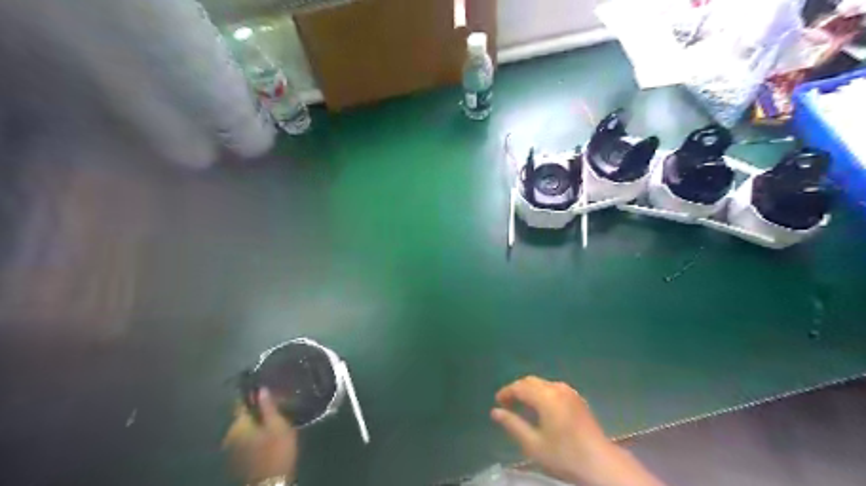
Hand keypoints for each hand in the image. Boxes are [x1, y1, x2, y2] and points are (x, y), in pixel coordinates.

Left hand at [222, 388, 297, 483]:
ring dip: (256, 421)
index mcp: (238, 424)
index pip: (240, 402)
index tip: (262, 384)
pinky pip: (245, 438)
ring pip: (244, 427)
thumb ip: (268, 406)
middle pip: (242, 414)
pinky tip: (268, 432)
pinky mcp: (238, 458)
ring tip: (274, 416)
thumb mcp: (277, 425)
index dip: (251, 392)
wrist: (271, 483)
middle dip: (256, 407)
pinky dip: (255, 433)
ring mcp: (232, 449)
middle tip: (275, 402)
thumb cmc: (276, 451)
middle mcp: (230, 434)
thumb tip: (261, 389)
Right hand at [494, 379, 663, 485]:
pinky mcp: (577, 398)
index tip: (497, 402)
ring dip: (529, 390)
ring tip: (521, 406)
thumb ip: (513, 425)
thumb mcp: (533, 444)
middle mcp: (557, 388)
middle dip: (517, 389)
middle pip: (531, 381)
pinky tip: (540, 408)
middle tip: (507, 403)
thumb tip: (495, 412)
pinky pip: (553, 388)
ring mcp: (570, 392)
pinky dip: (541, 393)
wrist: (600, 462)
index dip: (506, 392)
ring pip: (542, 383)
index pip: (520, 387)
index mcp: (546, 396)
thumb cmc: (564, 455)